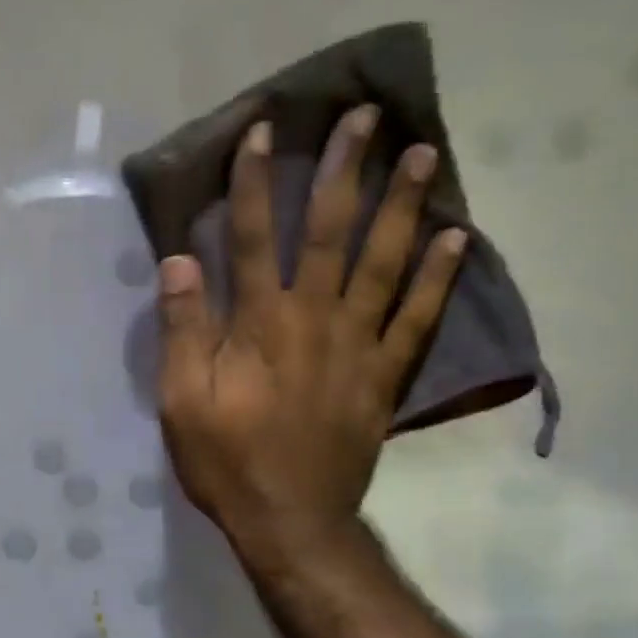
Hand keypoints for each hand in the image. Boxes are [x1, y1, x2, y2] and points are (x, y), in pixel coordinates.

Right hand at [155, 109, 464, 547]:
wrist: (291, 522)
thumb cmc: (227, 461)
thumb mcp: (181, 401)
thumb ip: (183, 329)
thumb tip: (180, 260)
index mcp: (260, 324)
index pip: (255, 236)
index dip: (255, 182)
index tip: (263, 130)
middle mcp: (315, 320)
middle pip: (333, 233)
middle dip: (345, 170)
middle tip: (367, 115)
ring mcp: (359, 346)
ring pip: (385, 263)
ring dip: (403, 205)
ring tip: (423, 153)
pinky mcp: (384, 377)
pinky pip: (418, 320)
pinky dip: (440, 279)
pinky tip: (457, 238)